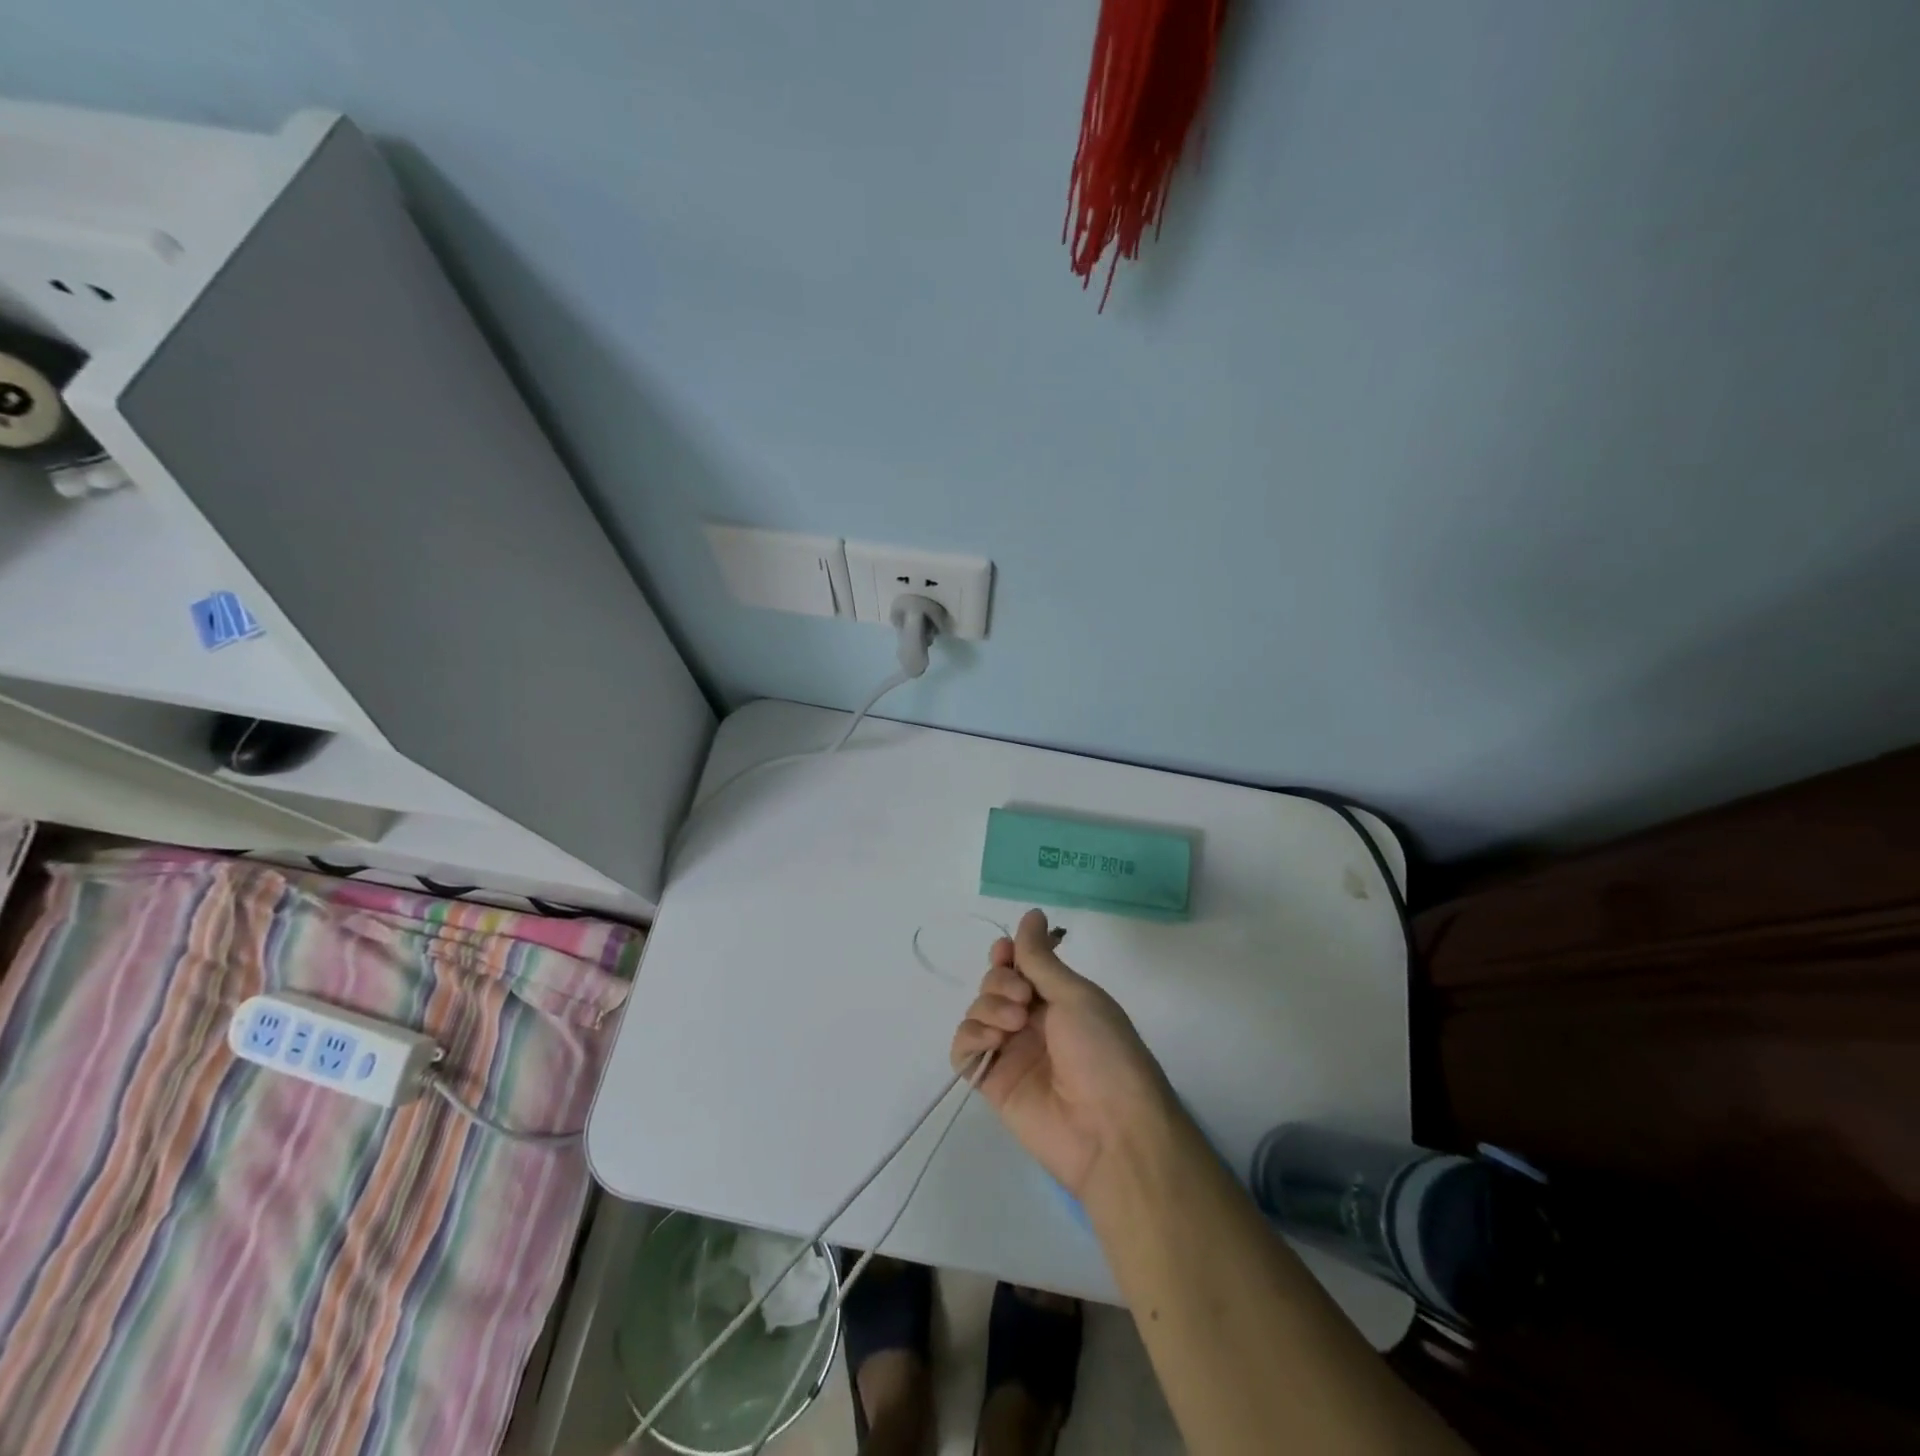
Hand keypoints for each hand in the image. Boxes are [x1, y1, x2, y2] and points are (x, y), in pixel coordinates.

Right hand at [951, 909, 1175, 1199]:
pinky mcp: (992, 1082)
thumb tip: (1031, 913)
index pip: (1020, 966)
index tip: (1006, 952)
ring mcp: (1011, 1052)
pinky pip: (964, 1049)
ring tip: (1014, 1024)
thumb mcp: (1076, 995)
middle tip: (1023, 999)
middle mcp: (1032, 1022)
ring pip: (977, 1011)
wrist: (1110, 1129)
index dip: (1008, 955)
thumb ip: (1041, 958)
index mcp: (1058, 1000)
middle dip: (1001, 981)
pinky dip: (971, 1036)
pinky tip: (993, 1041)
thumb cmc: (1103, 1051)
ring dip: (989, 1006)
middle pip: (994, 985)